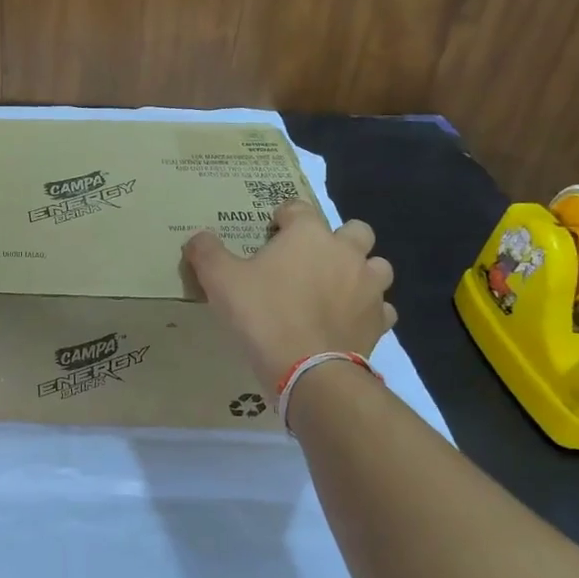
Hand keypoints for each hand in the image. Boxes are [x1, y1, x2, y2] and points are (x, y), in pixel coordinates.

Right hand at [184, 199, 395, 386]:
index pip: (298, 209)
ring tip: (336, 288)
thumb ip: (206, 253)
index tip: (270, 233)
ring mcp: (369, 287)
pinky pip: (381, 308)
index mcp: (308, 235)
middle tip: (311, 259)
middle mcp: (346, 252)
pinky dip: (367, 310)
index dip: (283, 218)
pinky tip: (348, 321)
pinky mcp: (379, 321)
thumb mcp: (220, 280)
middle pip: (354, 230)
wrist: (307, 369)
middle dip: (336, 239)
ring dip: (360, 271)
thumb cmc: (262, 314)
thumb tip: (197, 237)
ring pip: (376, 266)